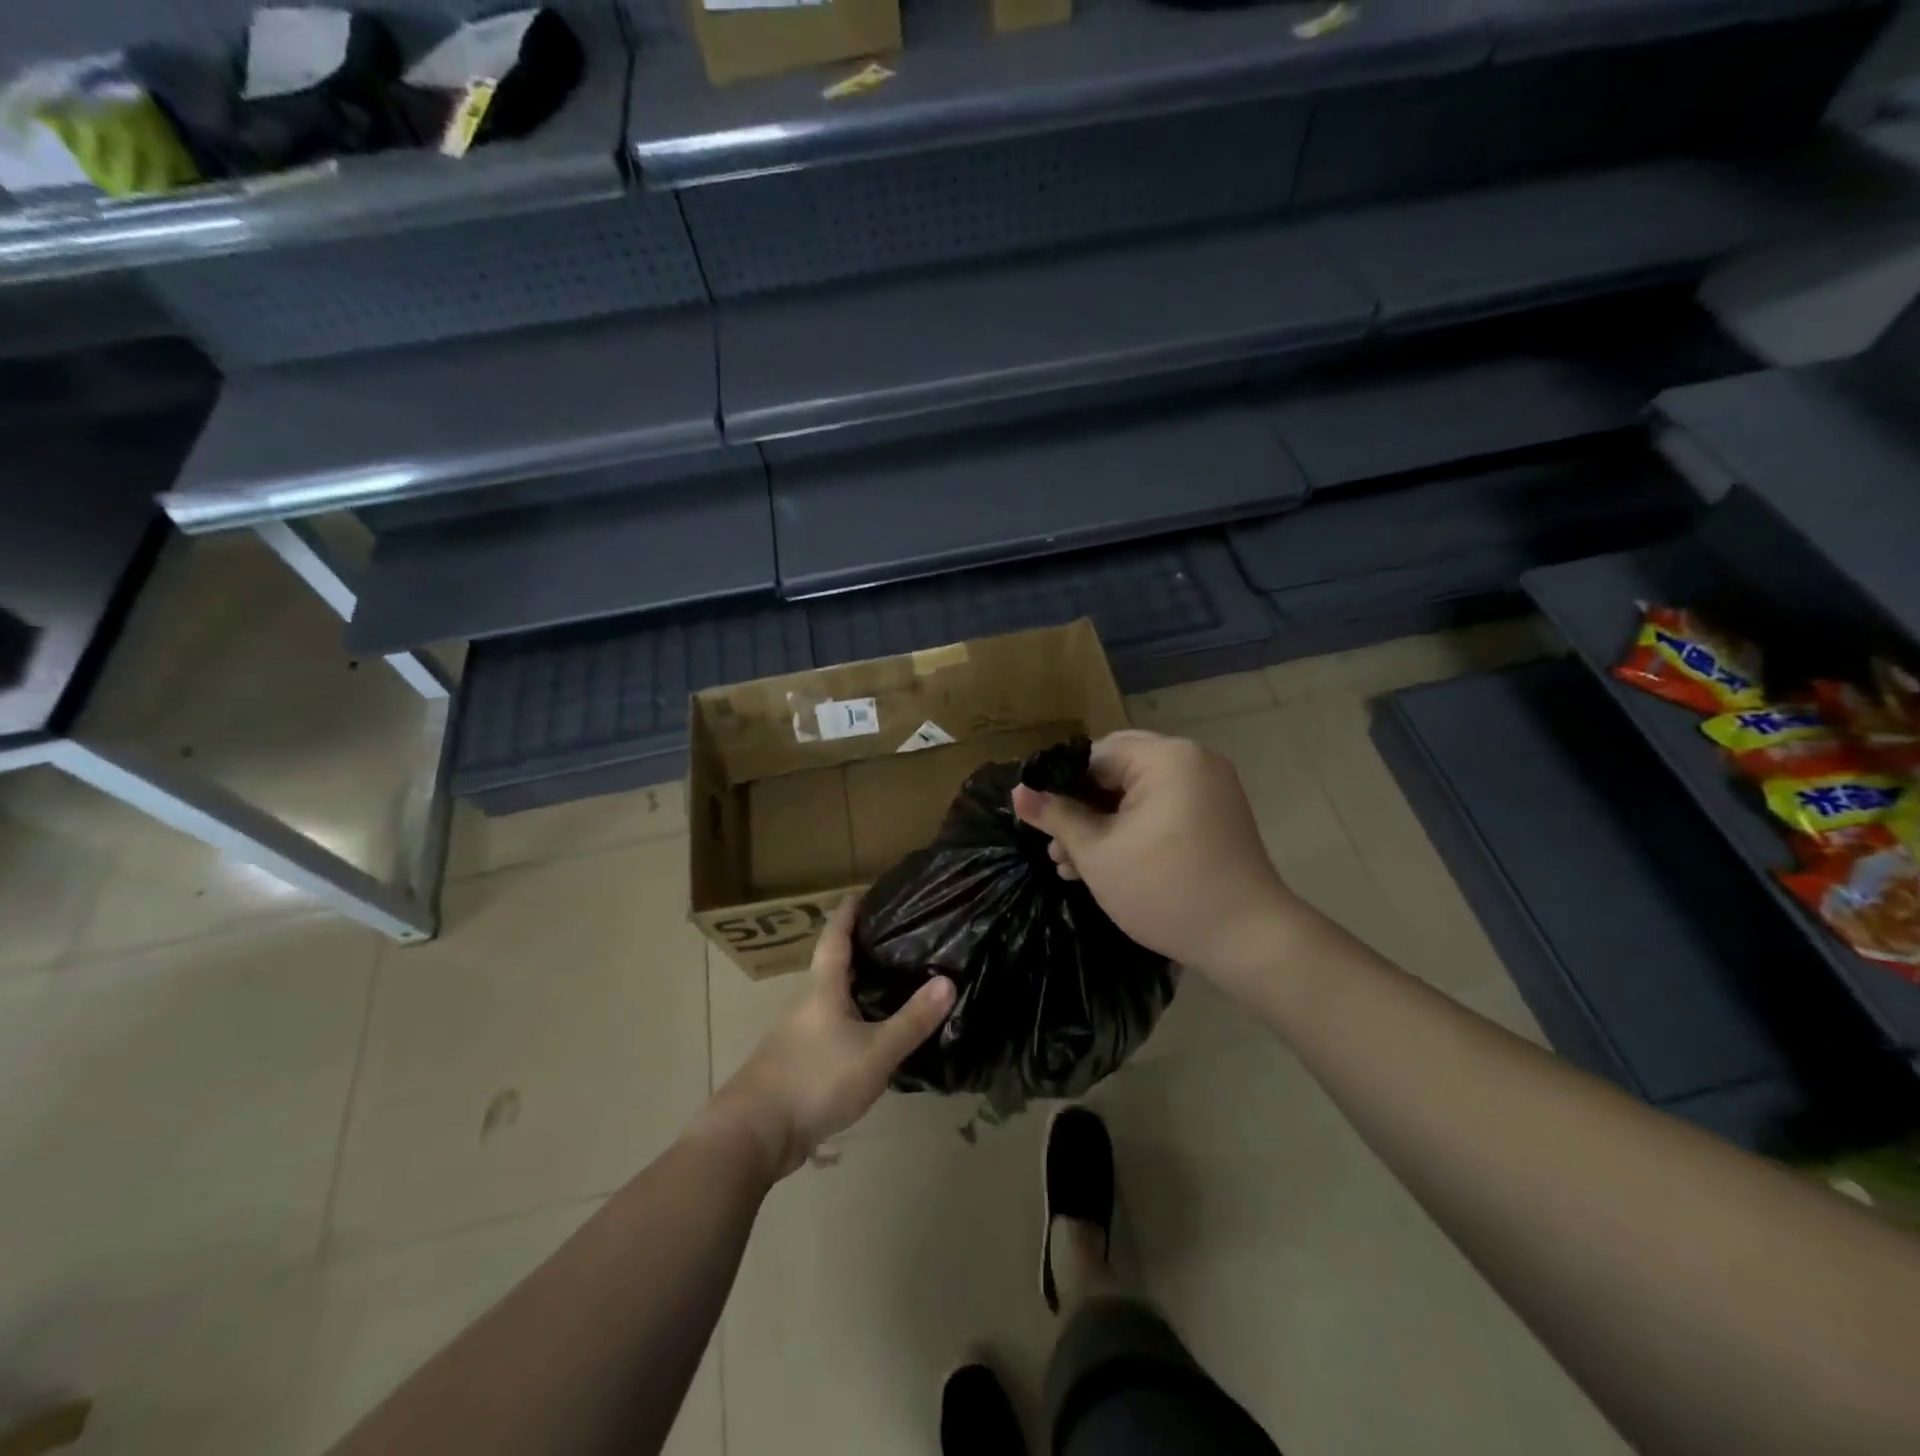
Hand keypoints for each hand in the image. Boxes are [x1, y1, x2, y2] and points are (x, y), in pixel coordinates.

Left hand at [707, 898, 954, 1180]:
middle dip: (860, 950)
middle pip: (834, 966)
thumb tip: (949, 980)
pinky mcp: (798, 1064)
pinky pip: (831, 1029)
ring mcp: (799, 1035)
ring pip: (833, 999)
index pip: (835, 937)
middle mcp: (808, 1004)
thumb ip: (912, 1020)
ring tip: (892, 982)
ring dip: (858, 987)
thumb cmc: (814, 1079)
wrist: (754, 1134)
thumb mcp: (874, 1052)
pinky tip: (872, 1034)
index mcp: (823, 988)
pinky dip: (853, 1020)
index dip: (848, 913)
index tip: (862, 893)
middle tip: (896, 938)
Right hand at [1012, 730, 1308, 987]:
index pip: (1094, 755)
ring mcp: (1209, 788)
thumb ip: (1056, 816)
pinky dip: (1133, 829)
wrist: (1248, 939)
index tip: (1037, 820)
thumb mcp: (1098, 852)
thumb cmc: (1165, 889)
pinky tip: (1105, 863)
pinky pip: (1162, 809)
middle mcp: (1192, 760)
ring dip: (1103, 823)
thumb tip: (1017, 791)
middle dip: (1081, 808)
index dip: (1059, 786)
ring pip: (1137, 793)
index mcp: (1167, 757)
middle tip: (1054, 845)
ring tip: (1069, 864)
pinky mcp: (1216, 816)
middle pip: (1117, 771)